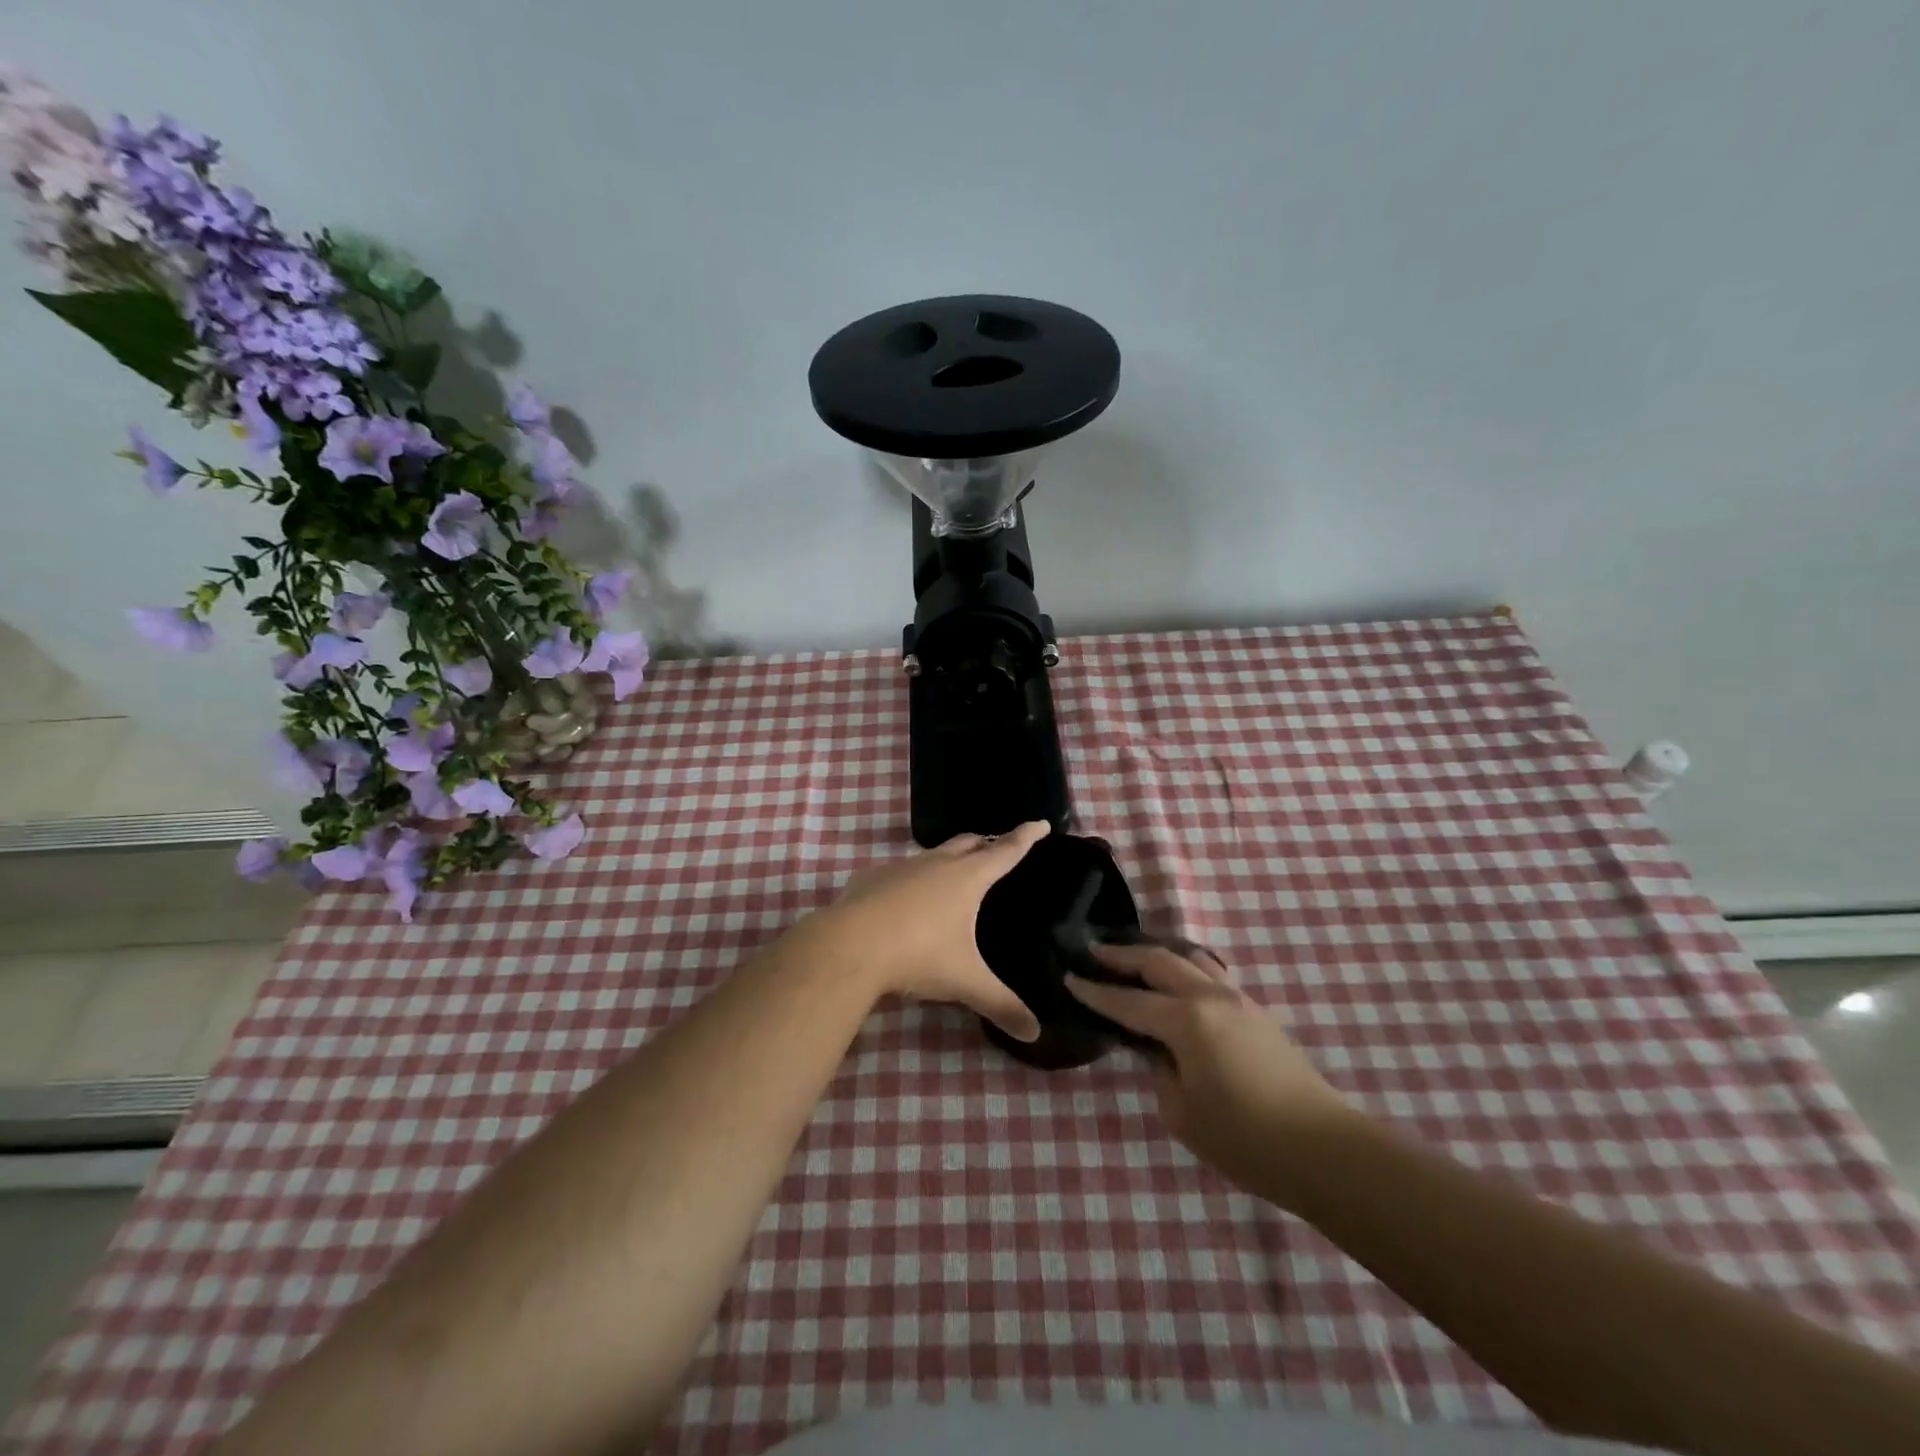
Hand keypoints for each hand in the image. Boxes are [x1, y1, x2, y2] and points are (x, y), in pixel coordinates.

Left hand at [796, 822, 1050, 1042]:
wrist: (849, 945)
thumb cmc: (918, 955)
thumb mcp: (965, 982)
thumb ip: (1001, 1005)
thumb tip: (1034, 1034)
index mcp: (967, 878)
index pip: (1006, 850)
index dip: (1026, 837)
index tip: (1041, 823)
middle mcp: (937, 863)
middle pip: (969, 843)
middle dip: (987, 842)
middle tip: (998, 847)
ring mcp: (902, 867)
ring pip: (933, 854)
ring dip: (949, 858)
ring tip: (955, 874)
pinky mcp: (872, 878)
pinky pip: (901, 872)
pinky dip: (913, 879)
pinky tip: (907, 900)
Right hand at [1065, 942, 1348, 1181]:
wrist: (1325, 1150)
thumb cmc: (1245, 1140)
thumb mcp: (1182, 1115)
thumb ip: (1162, 1073)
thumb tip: (1162, 1053)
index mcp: (1185, 1021)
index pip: (1128, 1001)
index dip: (1096, 991)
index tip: (1069, 976)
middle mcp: (1210, 998)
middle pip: (1159, 962)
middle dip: (1123, 956)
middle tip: (1094, 951)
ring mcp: (1239, 1001)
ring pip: (1190, 961)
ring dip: (1158, 956)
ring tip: (1135, 959)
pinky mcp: (1258, 1014)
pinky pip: (1211, 976)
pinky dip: (1186, 970)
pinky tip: (1179, 984)